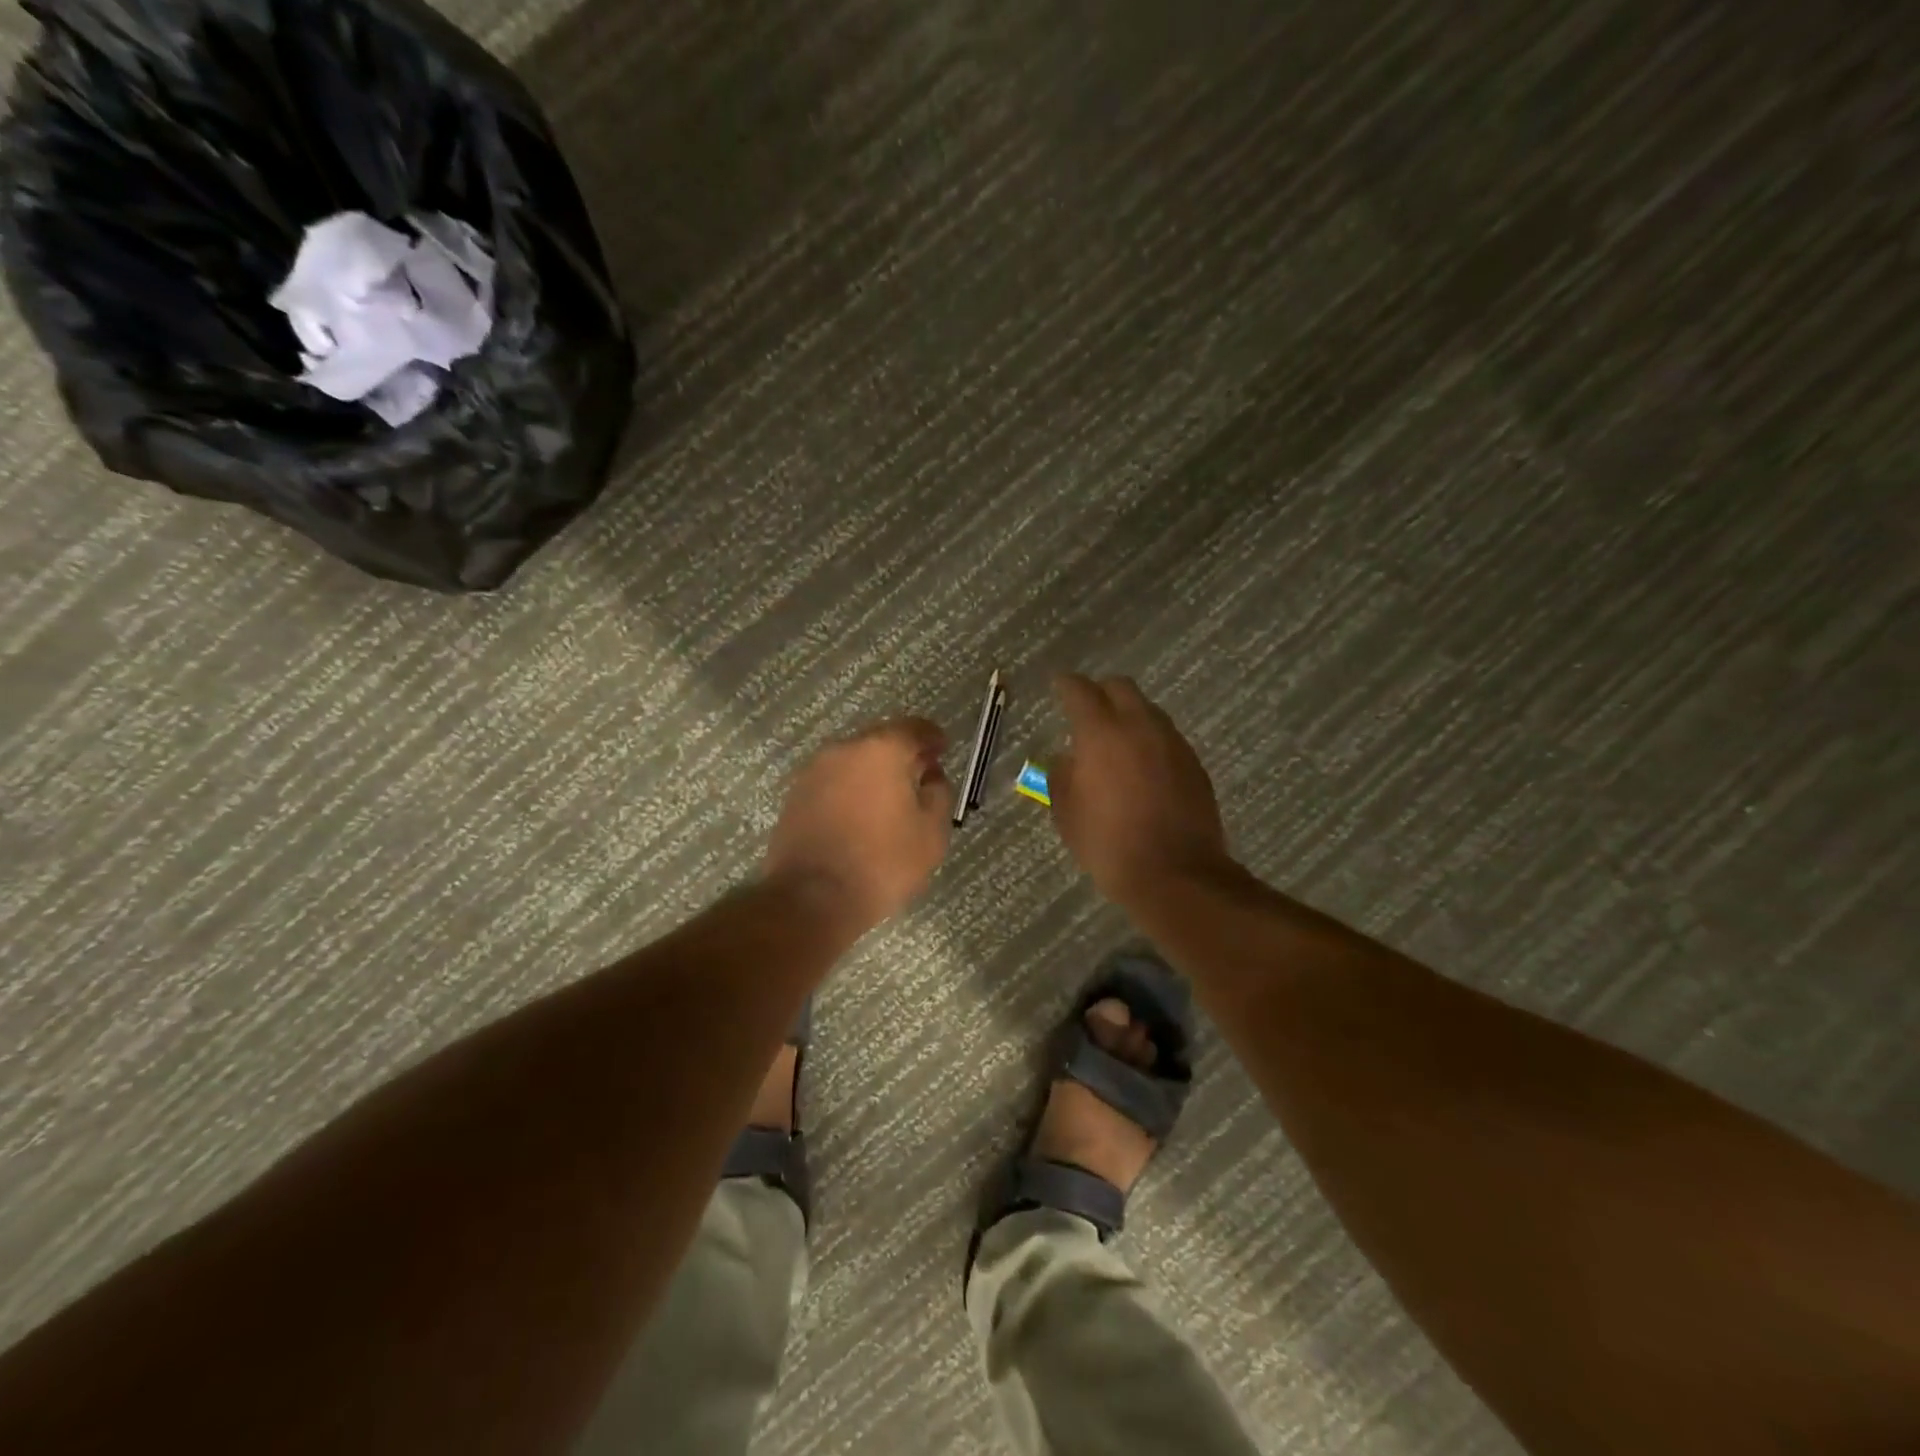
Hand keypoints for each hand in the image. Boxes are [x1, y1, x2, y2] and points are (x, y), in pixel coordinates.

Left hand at [765, 717, 954, 935]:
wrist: (812, 898)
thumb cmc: (882, 863)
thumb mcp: (932, 832)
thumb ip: (939, 793)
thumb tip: (930, 777)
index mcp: (882, 749)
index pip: (914, 728)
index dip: (932, 738)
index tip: (942, 749)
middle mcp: (844, 749)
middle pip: (881, 741)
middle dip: (902, 756)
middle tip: (919, 779)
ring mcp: (814, 771)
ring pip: (854, 762)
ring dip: (873, 774)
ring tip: (889, 802)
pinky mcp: (795, 795)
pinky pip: (833, 782)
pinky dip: (850, 791)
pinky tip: (860, 817)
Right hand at [1049, 674, 1231, 905]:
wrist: (1176, 874)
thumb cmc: (1109, 844)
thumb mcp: (1067, 813)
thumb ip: (1061, 775)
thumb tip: (1066, 758)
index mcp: (1101, 732)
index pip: (1079, 690)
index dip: (1065, 685)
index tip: (1057, 685)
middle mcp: (1140, 726)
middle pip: (1120, 687)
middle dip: (1100, 692)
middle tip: (1086, 712)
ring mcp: (1172, 742)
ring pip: (1147, 710)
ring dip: (1128, 716)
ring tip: (1115, 742)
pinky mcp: (1194, 763)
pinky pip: (1165, 737)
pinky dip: (1148, 740)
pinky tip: (1141, 767)